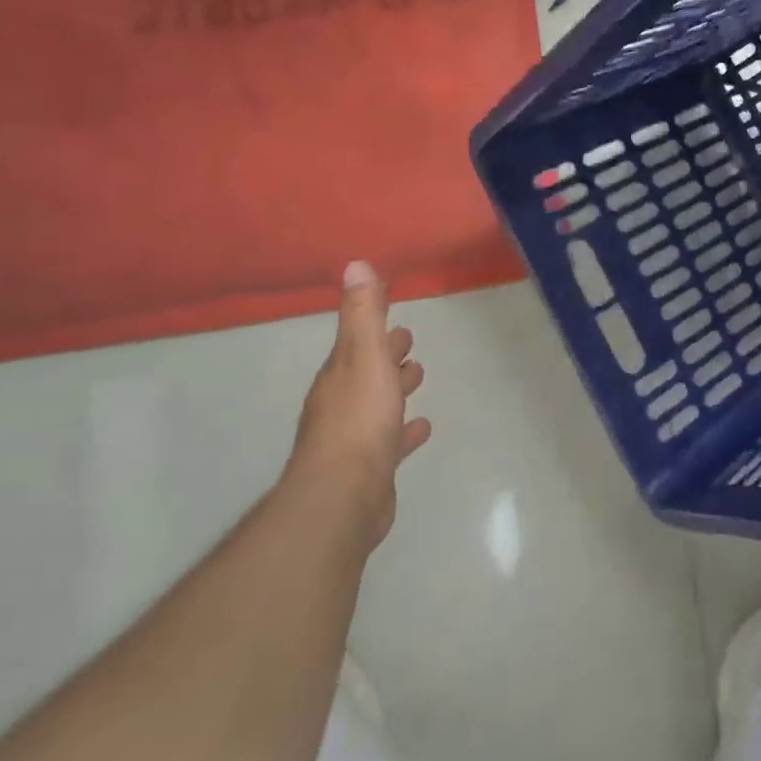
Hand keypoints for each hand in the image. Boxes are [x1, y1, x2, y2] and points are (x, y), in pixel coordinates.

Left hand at [289, 261, 430, 544]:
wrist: (343, 496)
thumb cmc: (358, 420)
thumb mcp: (364, 357)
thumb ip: (363, 314)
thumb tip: (355, 264)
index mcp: (339, 375)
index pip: (357, 342)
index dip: (375, 328)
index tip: (395, 316)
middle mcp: (340, 403)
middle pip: (366, 371)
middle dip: (386, 355)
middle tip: (408, 343)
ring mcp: (353, 438)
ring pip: (377, 404)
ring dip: (394, 389)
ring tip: (416, 377)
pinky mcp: (369, 468)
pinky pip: (390, 440)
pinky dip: (404, 430)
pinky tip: (420, 429)